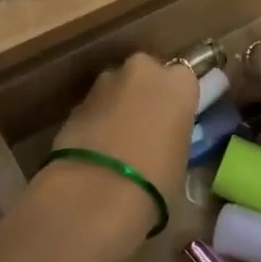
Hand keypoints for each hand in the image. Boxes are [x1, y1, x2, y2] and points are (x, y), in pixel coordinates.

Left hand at [52, 53, 196, 220]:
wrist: (98, 191)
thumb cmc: (157, 180)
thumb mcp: (181, 158)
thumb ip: (172, 135)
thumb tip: (160, 140)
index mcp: (179, 83)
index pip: (183, 80)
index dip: (175, 101)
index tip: (172, 121)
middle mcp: (143, 71)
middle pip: (146, 75)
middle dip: (143, 94)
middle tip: (144, 128)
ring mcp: (105, 81)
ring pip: (116, 87)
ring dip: (117, 106)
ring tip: (116, 143)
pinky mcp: (76, 101)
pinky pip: (94, 106)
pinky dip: (96, 120)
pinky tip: (95, 148)